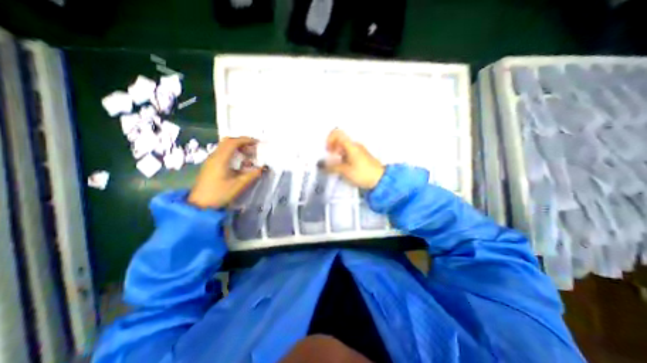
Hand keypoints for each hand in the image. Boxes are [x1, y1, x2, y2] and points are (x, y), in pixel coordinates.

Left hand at [188, 137, 263, 209]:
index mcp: (220, 159)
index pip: (233, 142)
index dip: (246, 140)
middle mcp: (214, 156)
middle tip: (253, 148)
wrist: (200, 205)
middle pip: (227, 141)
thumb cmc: (220, 194)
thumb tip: (264, 168)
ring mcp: (211, 161)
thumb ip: (252, 174)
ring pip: (224, 147)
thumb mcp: (239, 185)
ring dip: (237, 148)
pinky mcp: (210, 166)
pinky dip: (233, 153)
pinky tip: (240, 163)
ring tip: (249, 155)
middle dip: (242, 142)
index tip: (257, 142)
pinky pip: (222, 154)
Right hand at [322, 128, 382, 189]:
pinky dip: (342, 159)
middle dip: (332, 149)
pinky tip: (342, 169)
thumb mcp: (345, 171)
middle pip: (339, 141)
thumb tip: (321, 164)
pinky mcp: (361, 157)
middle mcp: (355, 145)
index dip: (329, 139)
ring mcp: (358, 151)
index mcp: (351, 145)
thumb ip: (331, 167)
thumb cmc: (363, 173)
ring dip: (337, 155)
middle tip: (329, 160)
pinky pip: (348, 154)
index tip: (327, 150)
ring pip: (343, 148)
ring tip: (335, 167)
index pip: (337, 133)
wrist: (380, 180)